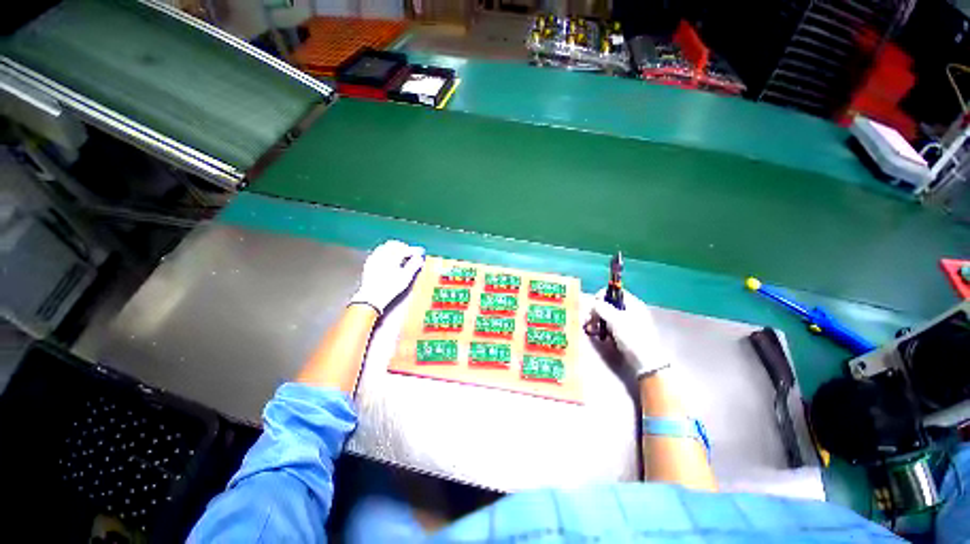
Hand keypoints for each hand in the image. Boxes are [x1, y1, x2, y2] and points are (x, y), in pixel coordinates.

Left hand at [349, 240, 425, 313]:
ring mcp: (374, 257)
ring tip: (400, 256)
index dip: (413, 251)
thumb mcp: (406, 277)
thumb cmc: (390, 287)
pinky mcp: (369, 263)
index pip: (405, 249)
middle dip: (403, 247)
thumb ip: (414, 265)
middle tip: (411, 253)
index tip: (419, 254)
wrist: (372, 297)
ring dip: (394, 249)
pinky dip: (386, 252)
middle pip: (394, 244)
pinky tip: (389, 259)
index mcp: (392, 256)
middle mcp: (382, 254)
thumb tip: (420, 257)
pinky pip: (378, 252)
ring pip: (385, 247)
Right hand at [592, 289, 671, 377]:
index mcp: (632, 304)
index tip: (593, 305)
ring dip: (596, 319)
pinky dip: (601, 327)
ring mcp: (627, 322)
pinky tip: (596, 333)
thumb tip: (593, 302)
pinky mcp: (623, 332)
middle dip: (596, 310)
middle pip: (609, 304)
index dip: (602, 296)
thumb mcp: (616, 321)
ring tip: (589, 327)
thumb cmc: (632, 337)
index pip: (614, 292)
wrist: (645, 361)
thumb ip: (603, 309)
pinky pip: (609, 325)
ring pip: (607, 315)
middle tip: (588, 319)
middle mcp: (630, 310)